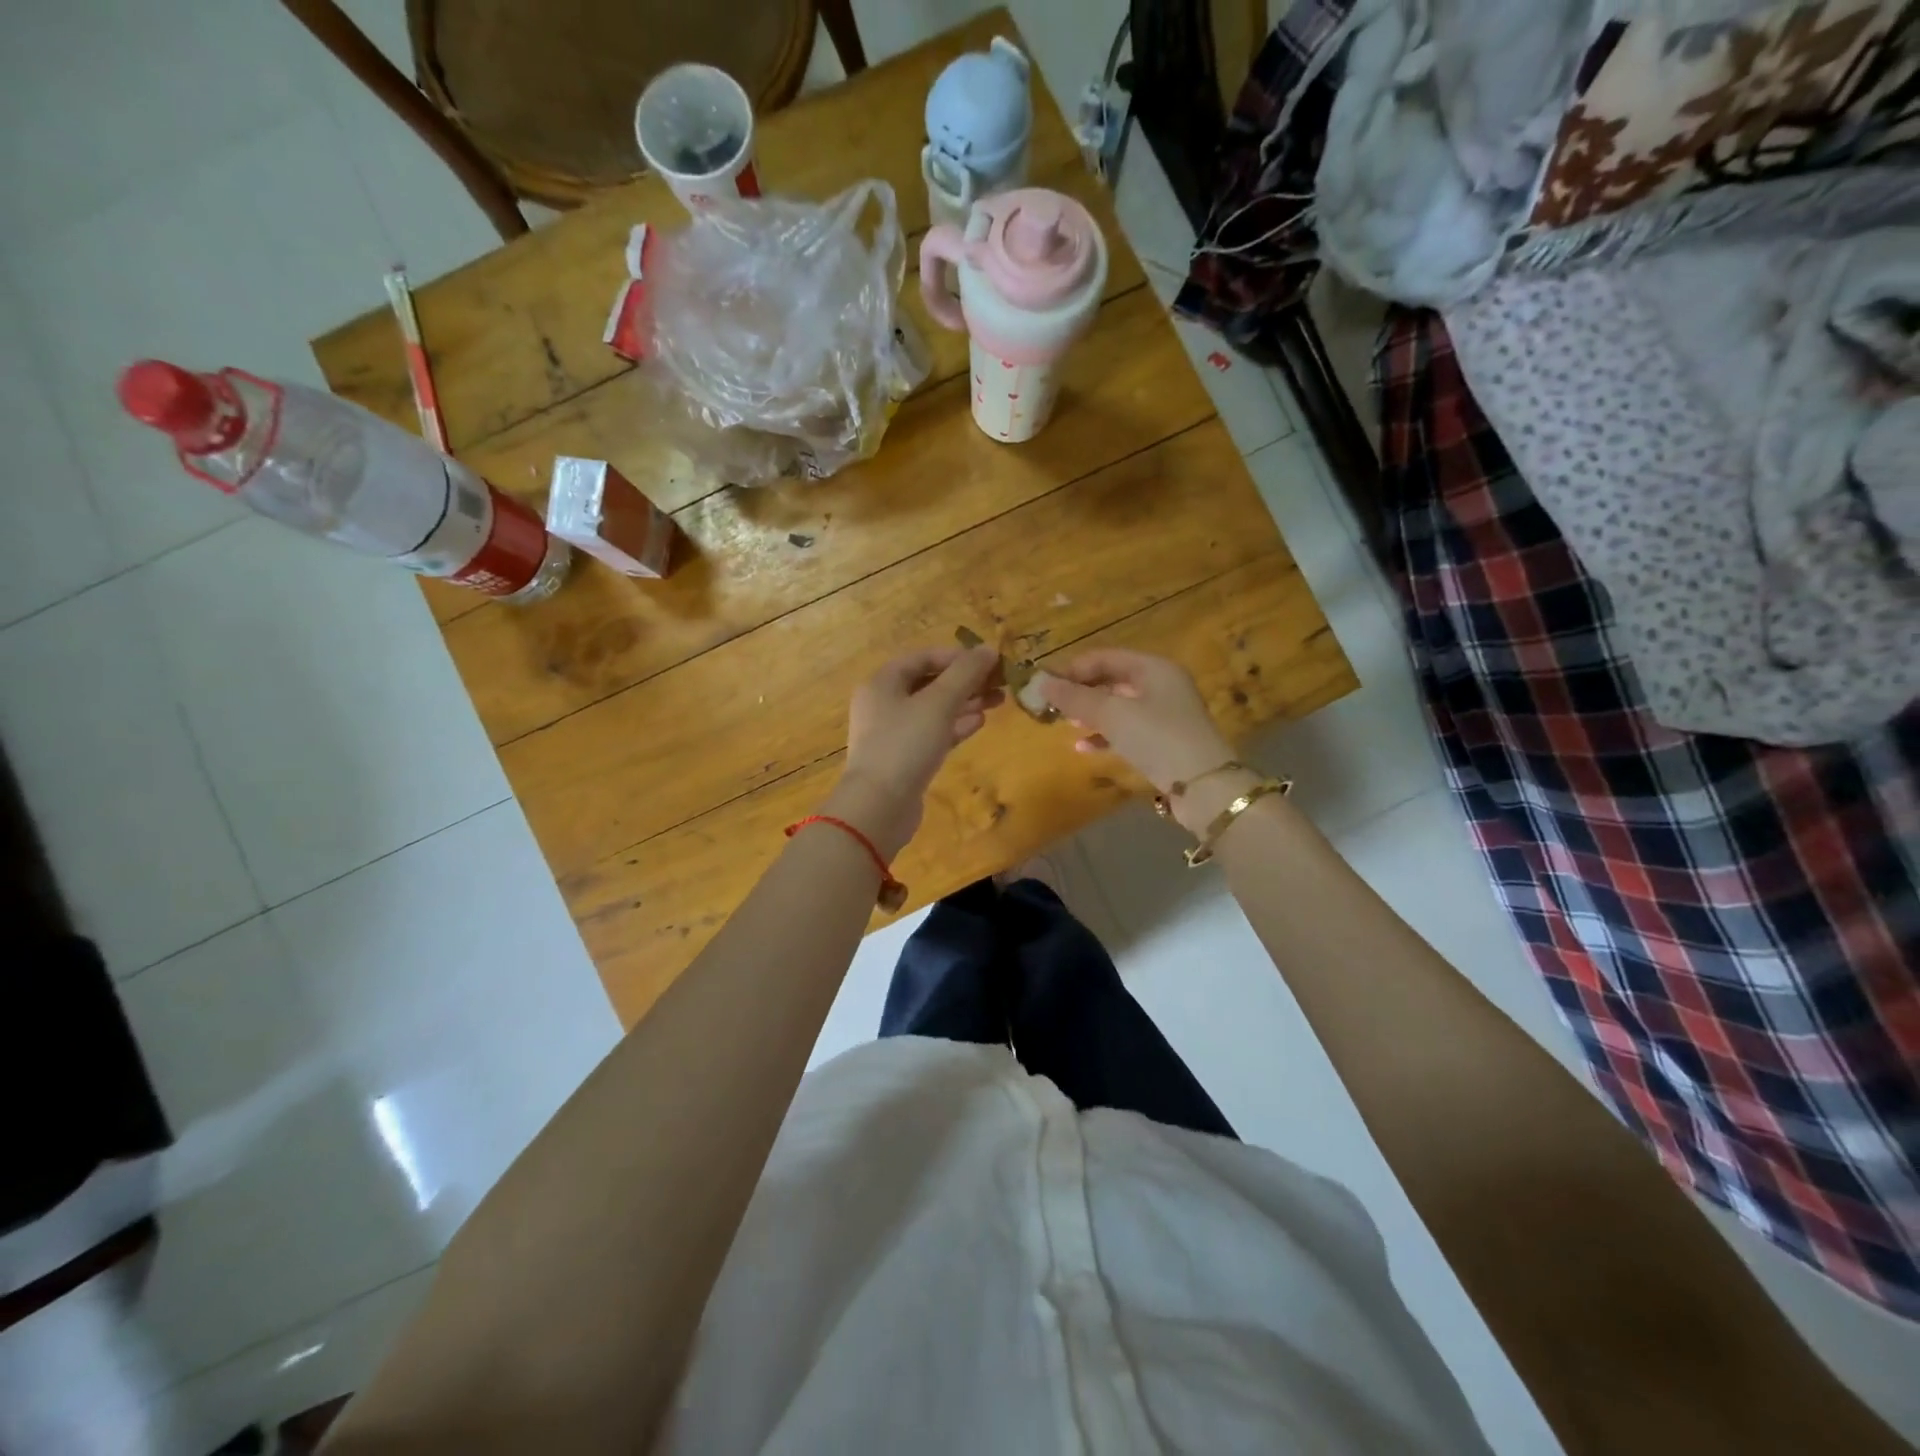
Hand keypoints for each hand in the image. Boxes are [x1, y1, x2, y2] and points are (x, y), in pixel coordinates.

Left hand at [830, 645, 1002, 858]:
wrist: (879, 806)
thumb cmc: (905, 744)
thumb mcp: (939, 703)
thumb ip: (965, 674)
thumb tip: (988, 649)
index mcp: (883, 682)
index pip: (923, 657)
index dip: (957, 656)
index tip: (989, 662)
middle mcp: (884, 703)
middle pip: (929, 683)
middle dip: (965, 681)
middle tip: (1000, 683)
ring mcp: (892, 733)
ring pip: (933, 710)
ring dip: (964, 703)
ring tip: (997, 701)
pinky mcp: (903, 759)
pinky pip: (932, 734)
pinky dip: (954, 726)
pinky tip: (980, 724)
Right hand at [1041, 650, 1241, 825]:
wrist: (1203, 786)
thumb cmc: (1157, 738)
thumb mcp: (1112, 714)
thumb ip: (1076, 697)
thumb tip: (1041, 682)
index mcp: (1154, 668)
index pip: (1105, 657)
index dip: (1073, 668)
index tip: (1046, 686)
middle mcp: (1162, 685)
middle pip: (1112, 680)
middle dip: (1081, 692)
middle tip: (1053, 706)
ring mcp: (1165, 714)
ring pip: (1119, 706)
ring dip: (1091, 714)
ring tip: (1066, 724)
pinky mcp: (1164, 741)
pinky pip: (1127, 730)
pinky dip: (1105, 735)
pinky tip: (1083, 748)